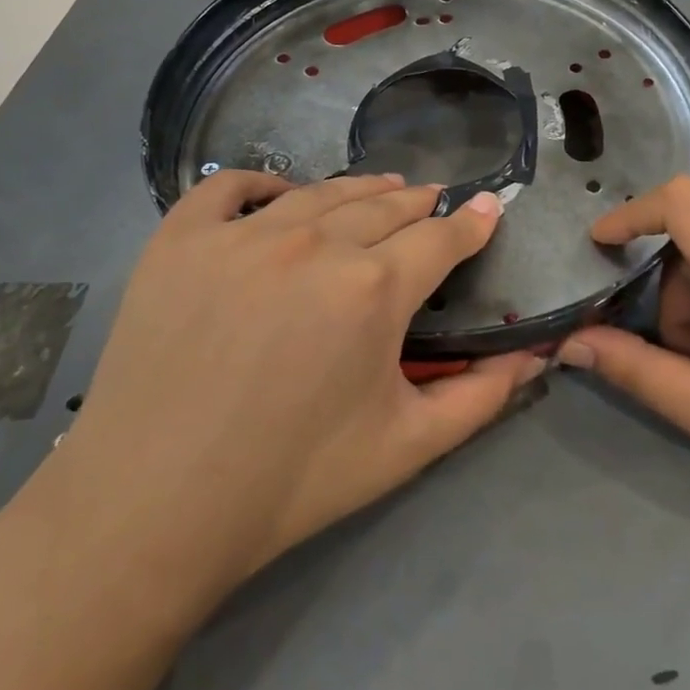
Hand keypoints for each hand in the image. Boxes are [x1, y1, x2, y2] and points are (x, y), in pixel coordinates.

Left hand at [46, 171, 544, 598]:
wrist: (152, 508)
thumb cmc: (292, 481)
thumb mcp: (407, 447)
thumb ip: (482, 397)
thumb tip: (536, 356)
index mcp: (374, 288)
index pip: (441, 237)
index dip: (472, 222)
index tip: (488, 206)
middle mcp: (315, 242)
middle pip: (385, 205)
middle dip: (419, 203)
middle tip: (432, 203)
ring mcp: (243, 233)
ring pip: (320, 191)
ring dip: (360, 188)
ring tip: (380, 189)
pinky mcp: (181, 239)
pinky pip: (228, 188)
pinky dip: (261, 182)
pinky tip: (278, 192)